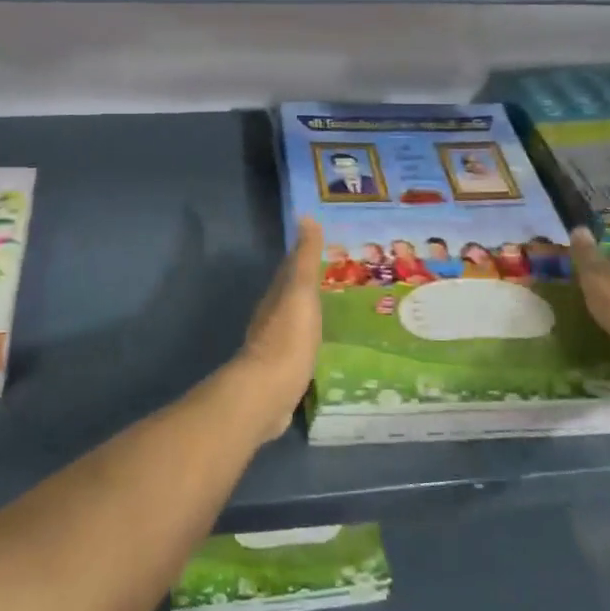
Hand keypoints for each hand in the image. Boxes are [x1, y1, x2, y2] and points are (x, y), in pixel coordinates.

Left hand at [233, 217, 324, 439]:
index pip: (290, 269)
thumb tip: (305, 217)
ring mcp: (276, 347)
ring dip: (311, 316)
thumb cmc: (287, 338)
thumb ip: (304, 259)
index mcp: (276, 296)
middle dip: (311, 287)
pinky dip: (311, 343)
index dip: (305, 257)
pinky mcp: (283, 373)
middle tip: (341, 282)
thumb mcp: (300, 293)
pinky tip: (325, 349)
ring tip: (339, 314)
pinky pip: (300, 350)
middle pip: (292, 296)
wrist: (268, 393)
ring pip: (296, 323)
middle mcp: (272, 318)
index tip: (328, 249)